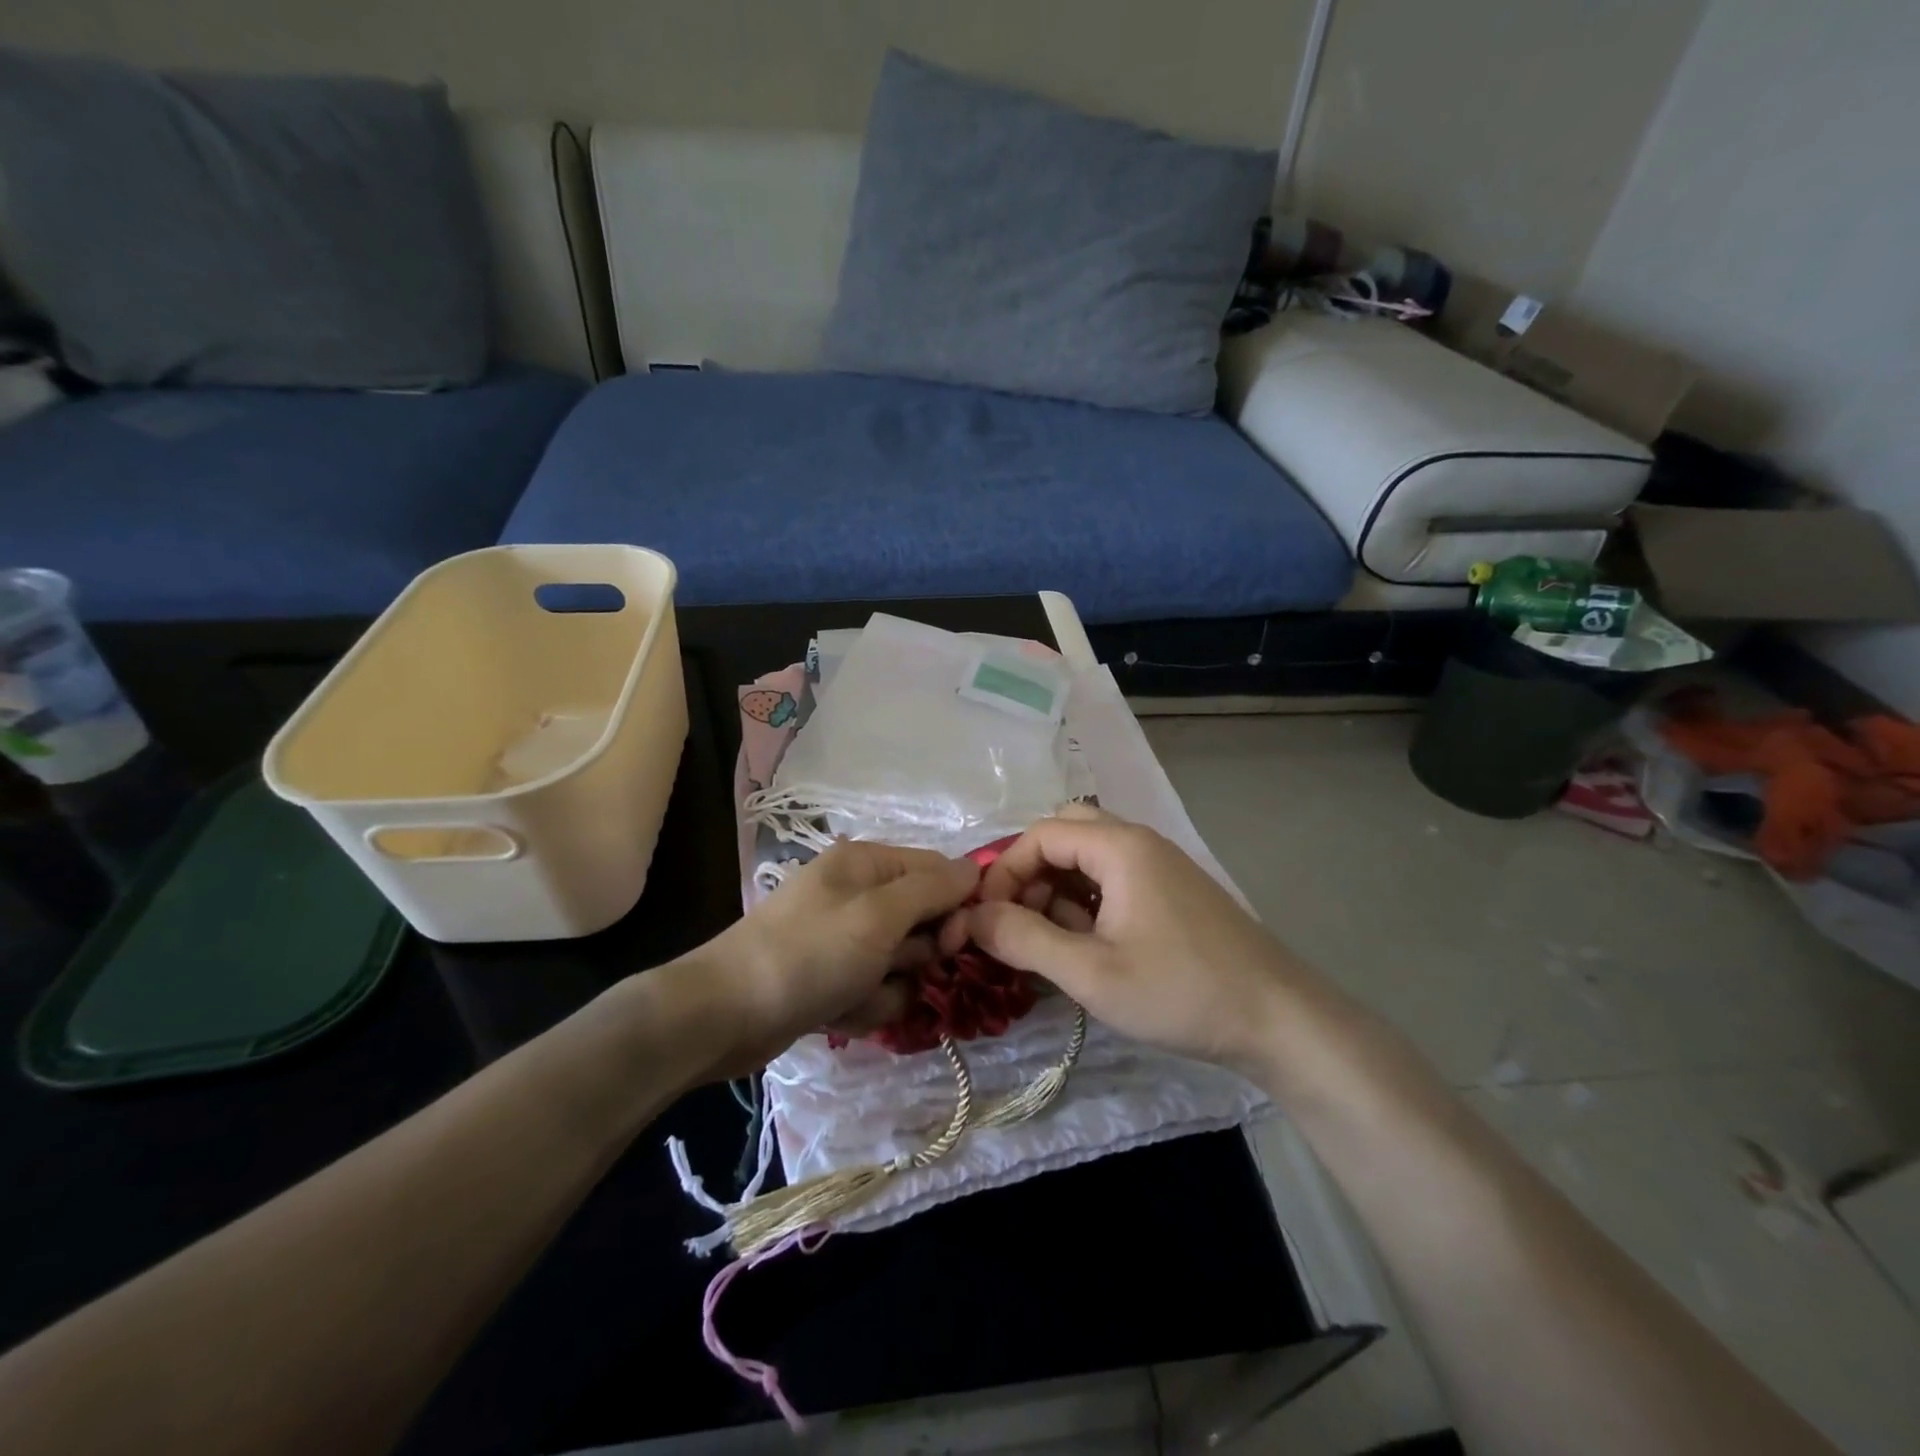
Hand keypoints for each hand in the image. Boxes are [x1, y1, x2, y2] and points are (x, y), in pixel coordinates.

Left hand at [666, 840, 978, 1079]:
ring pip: (901, 963)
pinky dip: (863, 1006)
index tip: (953, 943)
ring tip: (853, 996)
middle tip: (892, 968)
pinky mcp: (831, 976)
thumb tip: (976, 869)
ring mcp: (842, 937)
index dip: (953, 906)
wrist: (725, 1015)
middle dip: (914, 956)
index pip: (937, 871)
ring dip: (887, 988)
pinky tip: (837, 1014)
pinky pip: (873, 989)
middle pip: (922, 921)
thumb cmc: (810, 954)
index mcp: (866, 863)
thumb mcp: (879, 916)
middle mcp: (857, 893)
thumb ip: (932, 890)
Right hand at [938, 805, 1304, 1071]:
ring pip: (1089, 858)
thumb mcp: (1091, 973)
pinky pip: (1113, 880)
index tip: (987, 919)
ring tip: (1049, 942)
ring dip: (1057, 888)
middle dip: (1031, 873)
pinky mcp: (1172, 893)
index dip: (1004, 871)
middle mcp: (1140, 843)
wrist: (1279, 1020)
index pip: (1040, 835)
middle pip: (1065, 834)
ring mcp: (1160, 867)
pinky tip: (1086, 946)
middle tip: (1019, 921)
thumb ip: (1024, 939)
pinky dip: (1086, 902)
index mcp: (1120, 847)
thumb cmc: (1180, 992)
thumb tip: (972, 917)